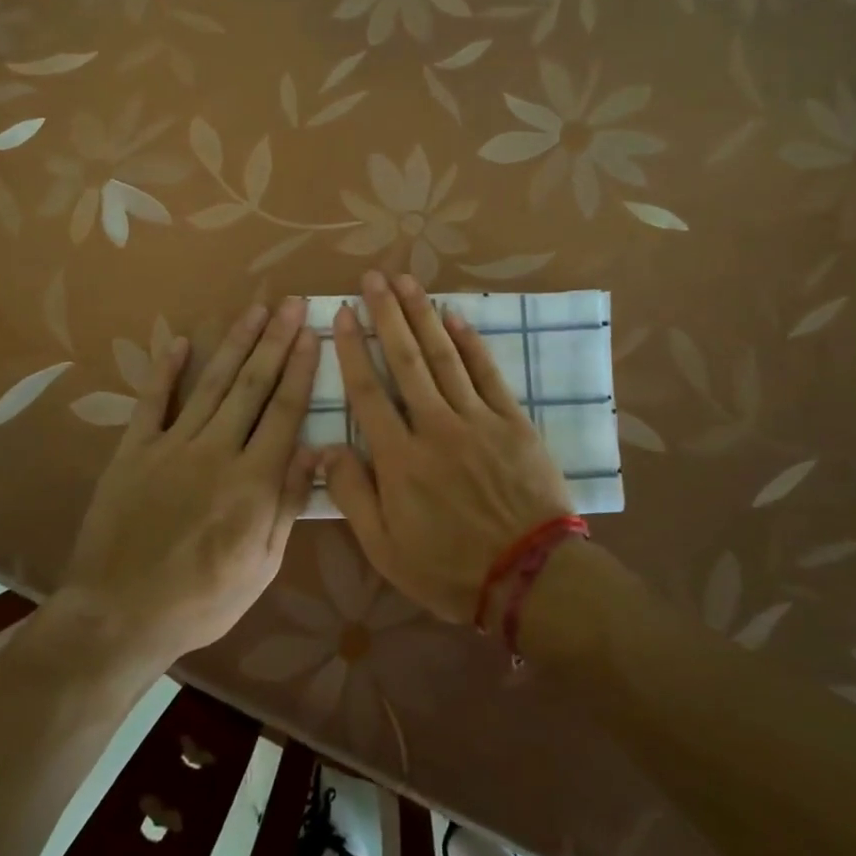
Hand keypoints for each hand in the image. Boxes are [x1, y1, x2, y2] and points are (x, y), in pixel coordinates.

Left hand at [62, 297, 319, 665]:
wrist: (119, 617)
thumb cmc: (202, 600)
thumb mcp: (262, 565)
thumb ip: (287, 503)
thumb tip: (317, 450)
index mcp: (253, 481)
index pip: (285, 411)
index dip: (301, 369)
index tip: (311, 333)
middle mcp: (216, 451)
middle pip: (252, 386)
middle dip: (275, 341)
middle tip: (290, 303)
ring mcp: (171, 446)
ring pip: (211, 384)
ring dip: (234, 344)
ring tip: (254, 310)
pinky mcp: (133, 452)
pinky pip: (151, 403)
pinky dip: (164, 371)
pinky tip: (178, 341)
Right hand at [323, 272, 573, 624]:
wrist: (530, 578)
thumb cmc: (450, 569)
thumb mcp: (385, 549)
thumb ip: (352, 496)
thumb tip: (324, 448)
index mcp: (399, 459)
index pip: (367, 392)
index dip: (351, 349)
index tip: (341, 314)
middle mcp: (435, 427)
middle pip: (405, 360)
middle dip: (386, 315)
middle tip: (372, 277)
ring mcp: (478, 420)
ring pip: (444, 357)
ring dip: (423, 316)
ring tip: (406, 281)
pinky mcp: (512, 422)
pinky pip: (488, 374)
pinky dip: (470, 343)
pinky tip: (455, 317)